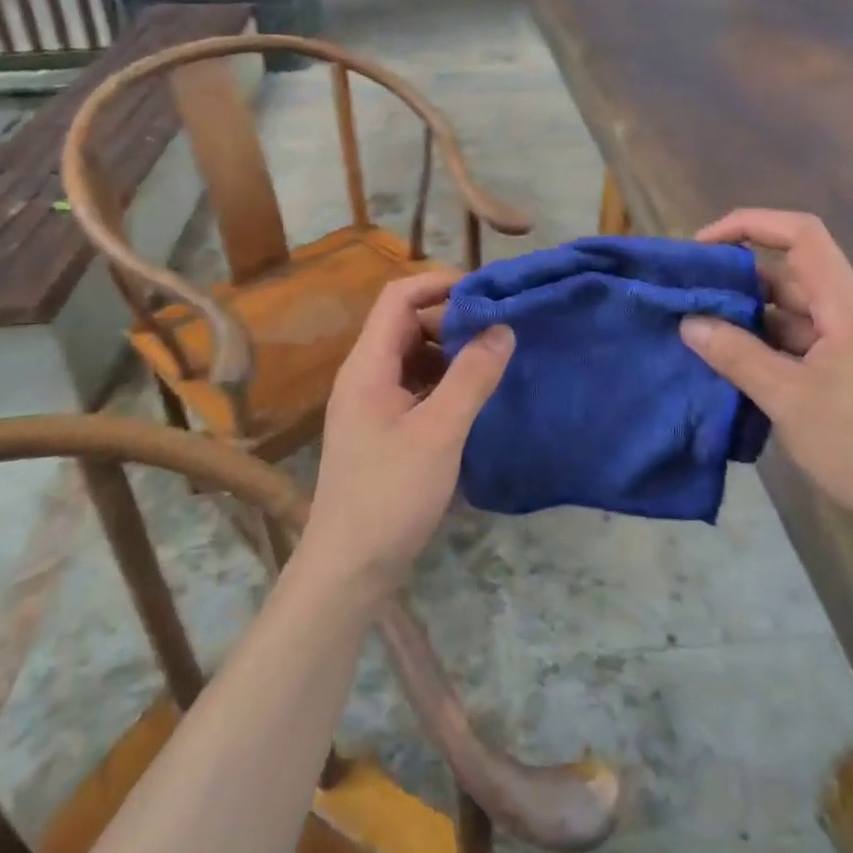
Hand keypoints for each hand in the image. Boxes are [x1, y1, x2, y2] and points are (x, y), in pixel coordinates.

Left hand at [299, 269, 514, 603]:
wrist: (349, 568)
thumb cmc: (390, 495)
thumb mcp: (439, 432)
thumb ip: (472, 377)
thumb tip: (503, 328)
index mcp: (368, 366)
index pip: (399, 298)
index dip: (440, 284)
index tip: (486, 293)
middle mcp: (365, 376)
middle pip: (407, 325)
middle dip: (452, 321)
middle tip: (500, 331)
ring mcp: (372, 404)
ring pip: (414, 358)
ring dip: (452, 353)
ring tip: (495, 361)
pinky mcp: (383, 430)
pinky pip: (416, 388)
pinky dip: (445, 383)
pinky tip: (474, 399)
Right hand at [680, 209, 852, 554]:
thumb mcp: (789, 400)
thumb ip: (736, 355)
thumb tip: (689, 322)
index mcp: (850, 307)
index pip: (803, 235)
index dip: (750, 224)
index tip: (701, 247)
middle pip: (792, 275)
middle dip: (738, 281)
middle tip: (688, 299)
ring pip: (794, 313)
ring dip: (749, 319)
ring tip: (700, 334)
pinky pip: (803, 343)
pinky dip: (767, 346)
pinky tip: (735, 365)